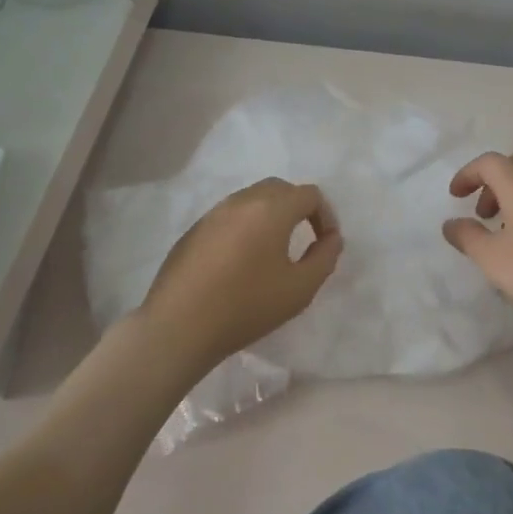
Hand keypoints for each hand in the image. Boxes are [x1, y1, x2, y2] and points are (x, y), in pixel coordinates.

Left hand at [139, 177, 342, 370]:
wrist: (180, 325)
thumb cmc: (247, 306)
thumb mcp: (300, 289)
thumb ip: (324, 258)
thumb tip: (331, 238)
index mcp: (271, 209)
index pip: (309, 194)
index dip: (326, 215)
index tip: (326, 243)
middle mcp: (241, 201)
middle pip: (279, 189)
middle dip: (299, 207)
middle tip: (305, 237)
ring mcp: (213, 214)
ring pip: (251, 199)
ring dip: (271, 215)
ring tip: (275, 249)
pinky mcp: (194, 230)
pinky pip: (229, 216)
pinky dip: (246, 226)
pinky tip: (242, 261)